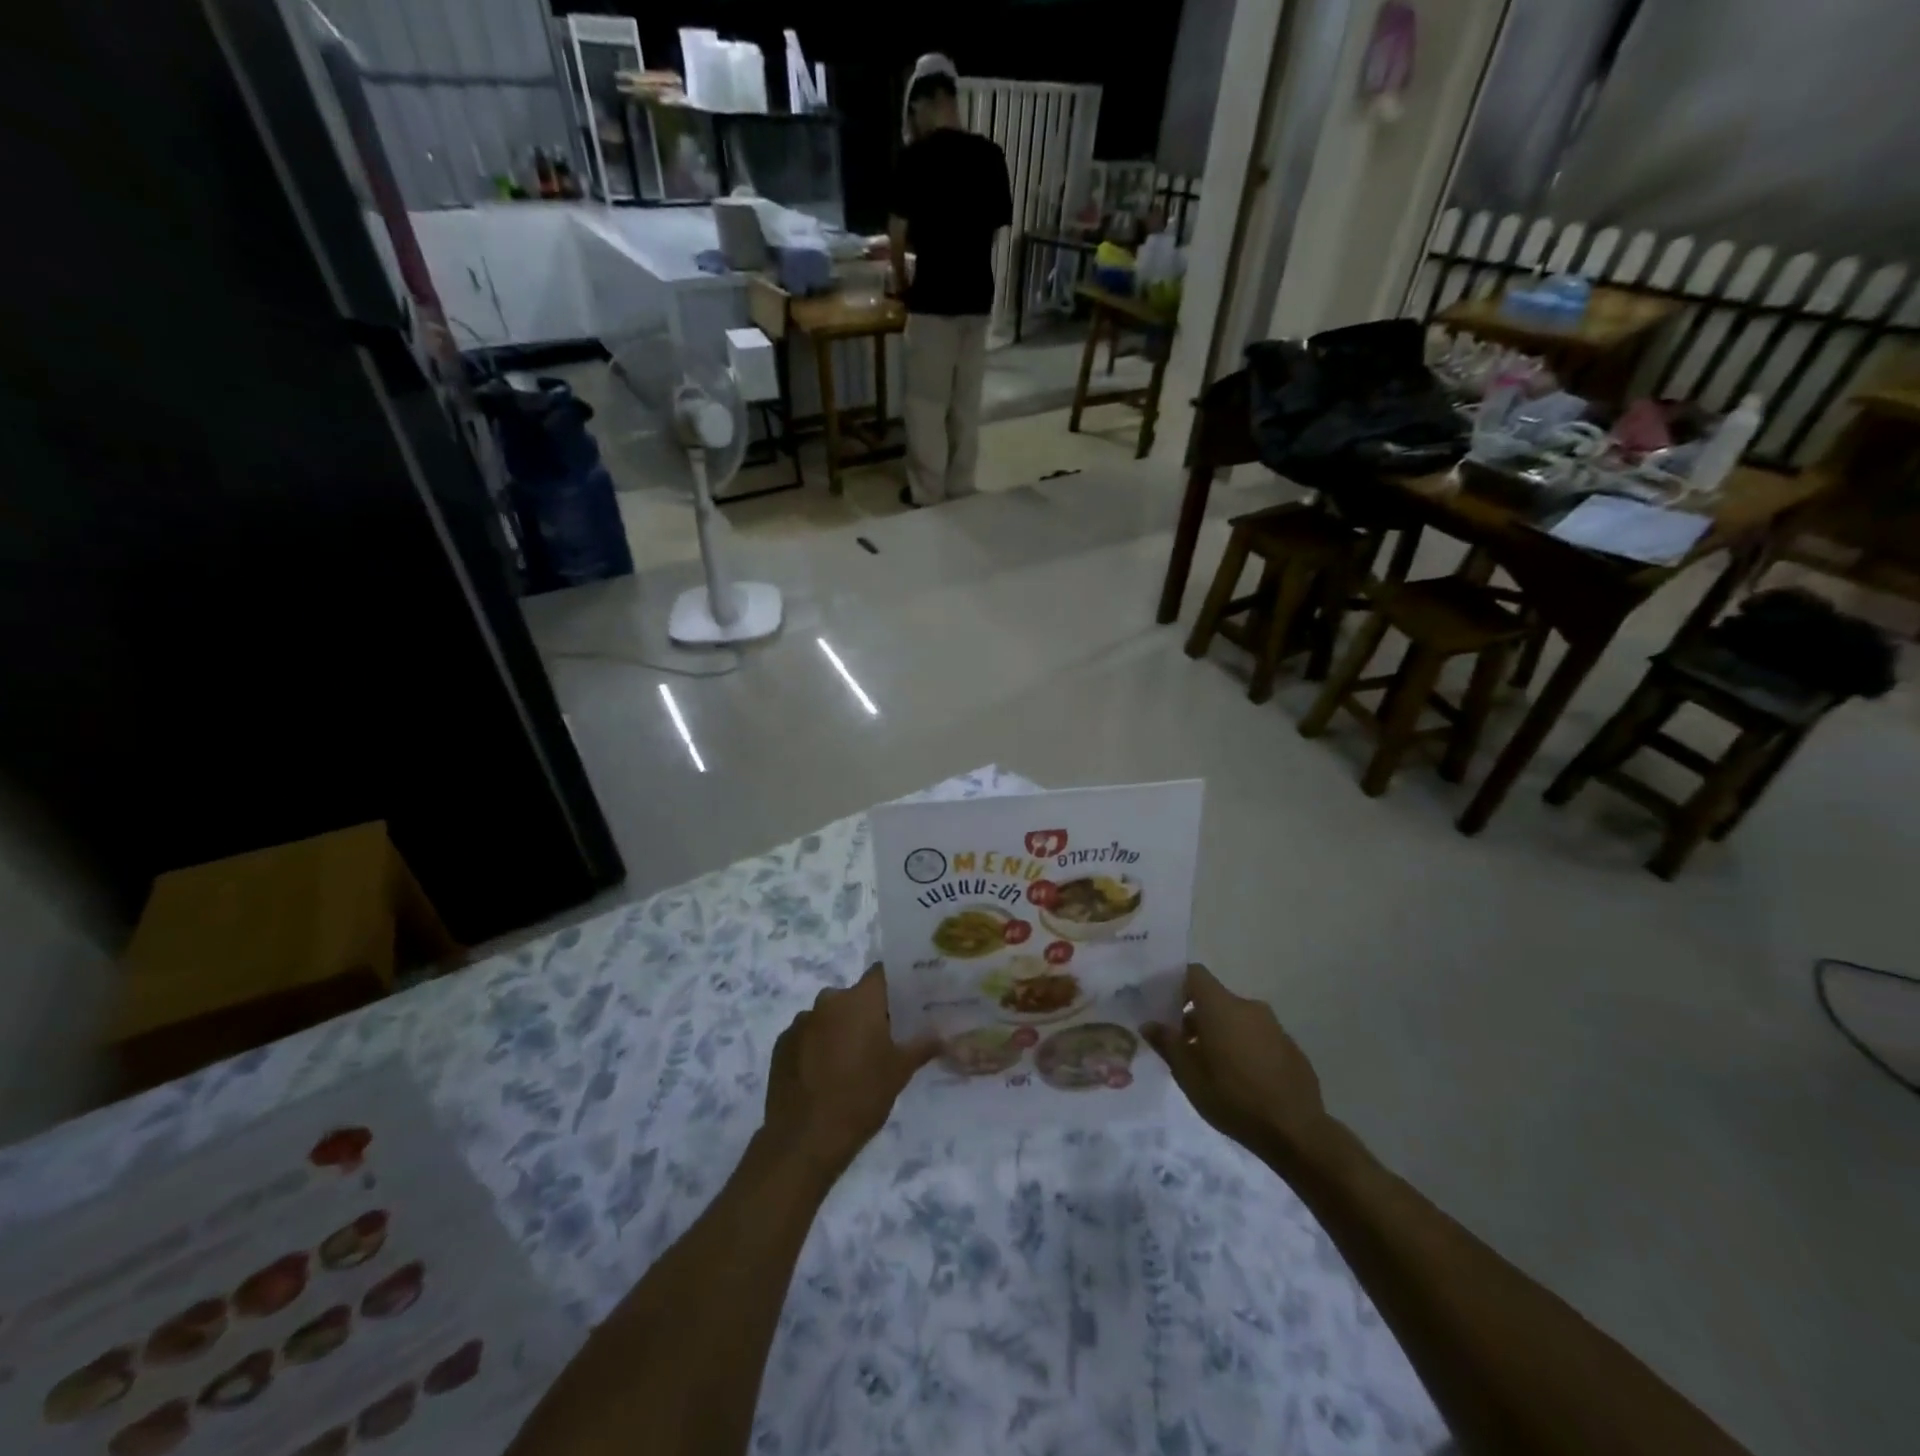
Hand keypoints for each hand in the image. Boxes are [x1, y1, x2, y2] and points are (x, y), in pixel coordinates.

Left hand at [764, 964, 938, 1176]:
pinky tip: (823, 1075)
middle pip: (854, 996)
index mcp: (860, 1000)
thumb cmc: (861, 1097)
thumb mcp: (900, 1072)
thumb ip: (922, 1046)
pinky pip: (807, 1035)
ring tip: (850, 1062)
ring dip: (840, 1029)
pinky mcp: (781, 1044)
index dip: (893, 983)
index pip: (881, 973)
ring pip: (829, 1016)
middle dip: (867, 1012)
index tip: (905, 1000)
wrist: (805, 1138)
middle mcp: (829, 1001)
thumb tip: (943, 1034)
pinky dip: (817, 1046)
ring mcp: (801, 1021)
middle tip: (881, 1039)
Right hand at [1144, 964, 1331, 1164]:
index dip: (1176, 984)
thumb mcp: (1188, 1075)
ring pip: (1237, 1019)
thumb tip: (1149, 1024)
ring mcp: (1274, 1026)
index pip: (1194, 974)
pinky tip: (1242, 1080)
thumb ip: (1167, 1043)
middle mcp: (1248, 1007)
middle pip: (1215, 999)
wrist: (1296, 1131)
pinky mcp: (1290, 1047)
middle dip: (1197, 1017)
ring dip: (1221, 1033)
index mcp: (1221, 1007)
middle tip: (1184, 1047)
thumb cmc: (1233, 1097)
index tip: (1165, 1007)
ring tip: (1212, 1068)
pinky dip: (1244, 1047)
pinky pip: (1258, 1036)